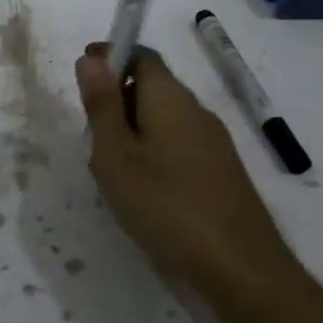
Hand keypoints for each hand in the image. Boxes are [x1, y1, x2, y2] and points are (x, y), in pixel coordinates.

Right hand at [75, 44, 301, 305]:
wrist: (241, 268)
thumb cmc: (165, 205)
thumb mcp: (116, 155)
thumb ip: (102, 104)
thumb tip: (91, 58)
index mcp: (170, 98)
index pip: (140, 55)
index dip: (110, 57)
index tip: (82, 76)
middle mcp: (196, 110)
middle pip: (153, 85)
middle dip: (117, 97)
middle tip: (89, 132)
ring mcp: (214, 142)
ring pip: (165, 117)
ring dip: (134, 127)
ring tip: (110, 165)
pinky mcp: (221, 171)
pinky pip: (179, 143)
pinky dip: (154, 150)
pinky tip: (143, 187)